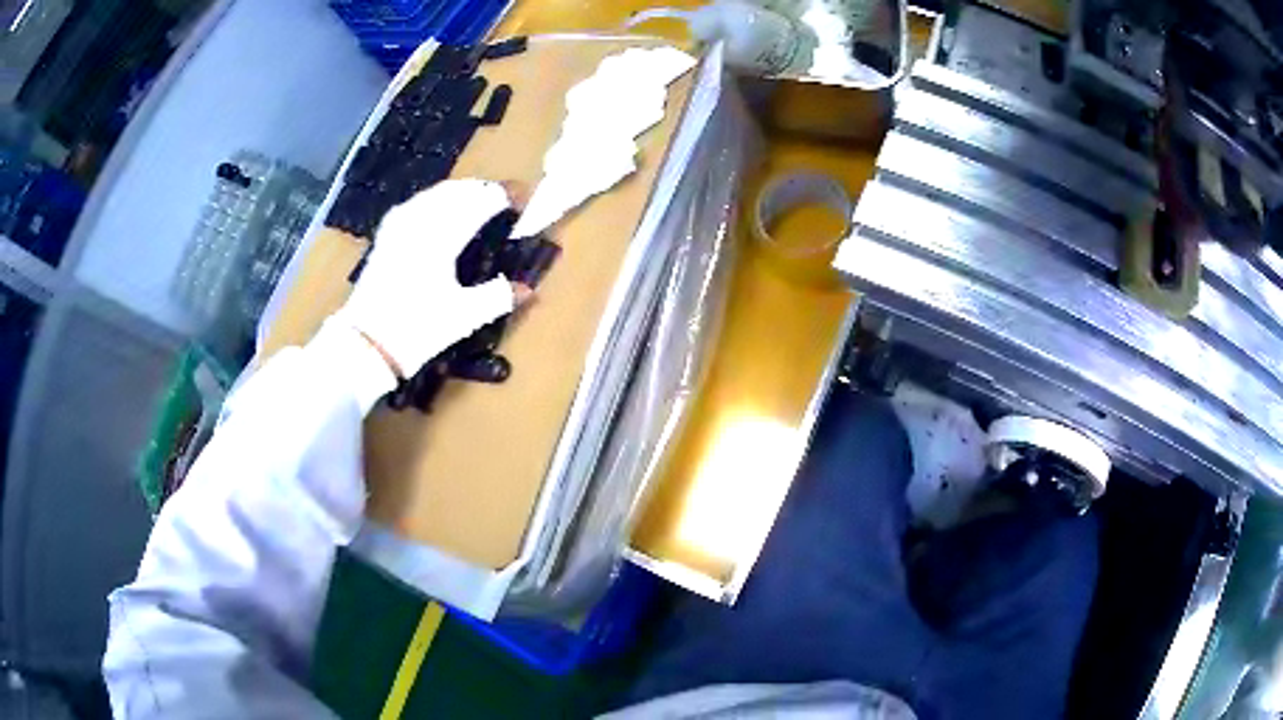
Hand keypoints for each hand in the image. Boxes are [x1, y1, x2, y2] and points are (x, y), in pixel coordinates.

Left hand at [338, 179, 519, 377]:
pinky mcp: (387, 234)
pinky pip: (418, 203)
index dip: (506, 196)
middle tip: (507, 200)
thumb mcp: (464, 317)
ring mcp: (400, 224)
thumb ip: (498, 297)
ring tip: (480, 201)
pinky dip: (437, 200)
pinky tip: (441, 210)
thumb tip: (527, 289)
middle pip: (460, 190)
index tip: (526, 198)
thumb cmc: (417, 329)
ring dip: (462, 192)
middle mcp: (421, 221)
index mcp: (443, 236)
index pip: (482, 201)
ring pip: (437, 192)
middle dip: (486, 190)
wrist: (366, 345)